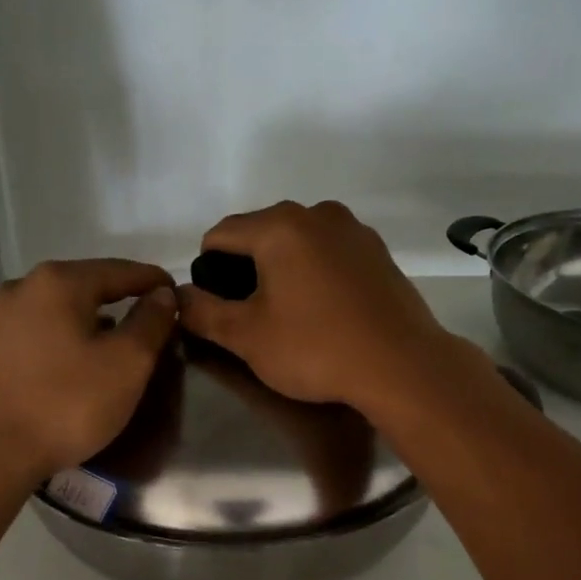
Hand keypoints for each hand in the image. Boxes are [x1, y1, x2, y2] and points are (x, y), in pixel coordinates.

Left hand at [0, 258, 176, 484]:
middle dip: (119, 300)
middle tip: (148, 321)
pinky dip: (61, 340)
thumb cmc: (66, 405)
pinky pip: (36, 334)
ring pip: (57, 310)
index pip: (120, 271)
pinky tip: (72, 363)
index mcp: (59, 282)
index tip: (177, 295)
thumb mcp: (126, 364)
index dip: (153, 282)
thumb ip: (150, 323)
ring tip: (113, 344)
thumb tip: (163, 295)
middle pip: (85, 286)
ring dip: (89, 322)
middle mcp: (22, 287)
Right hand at [177, 201, 460, 412]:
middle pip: (260, 233)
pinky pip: (330, 254)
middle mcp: (318, 213)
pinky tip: (325, 312)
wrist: (402, 366)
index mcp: (280, 225)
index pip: (220, 234)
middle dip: (246, 269)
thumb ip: (203, 312)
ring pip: (298, 242)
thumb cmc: (316, 349)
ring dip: (282, 270)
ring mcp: (354, 230)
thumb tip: (178, 296)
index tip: (217, 309)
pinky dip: (315, 273)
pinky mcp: (378, 252)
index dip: (207, 271)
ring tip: (290, 316)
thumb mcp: (246, 337)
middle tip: (252, 317)